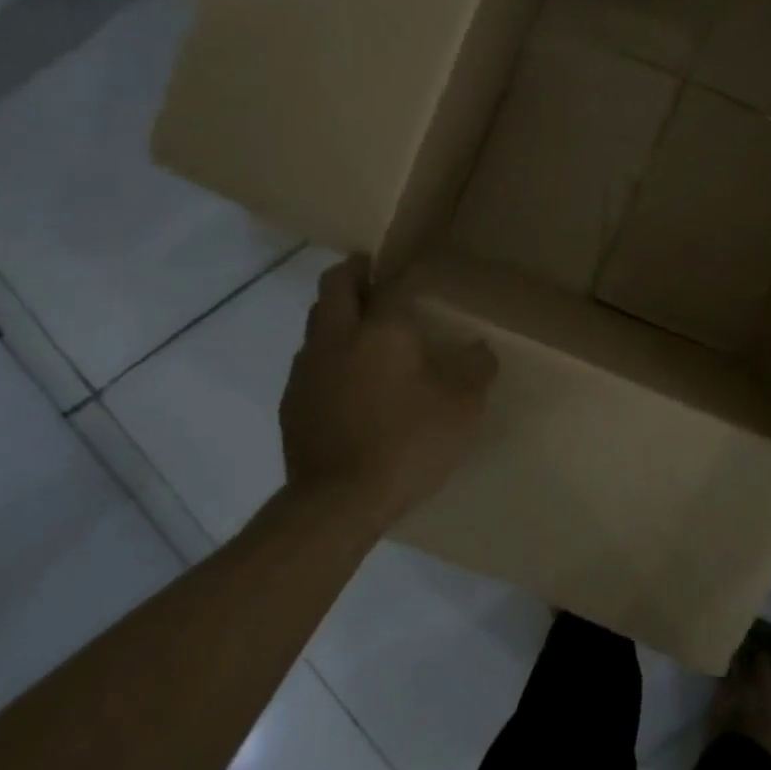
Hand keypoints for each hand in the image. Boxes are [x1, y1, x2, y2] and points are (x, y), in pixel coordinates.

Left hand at [278, 255, 496, 527]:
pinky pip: (309, 361)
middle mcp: (337, 337)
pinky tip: (347, 380)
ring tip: (362, 328)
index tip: (416, 266)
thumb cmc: (407, 443)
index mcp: (380, 330)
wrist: (337, 503)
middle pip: (335, 286)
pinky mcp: (292, 402)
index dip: (404, 270)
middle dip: (353, 272)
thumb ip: (475, 368)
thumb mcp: (461, 407)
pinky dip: (328, 354)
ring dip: (337, 314)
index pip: (391, 283)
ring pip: (317, 322)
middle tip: (374, 276)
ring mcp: (307, 369)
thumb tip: (478, 347)